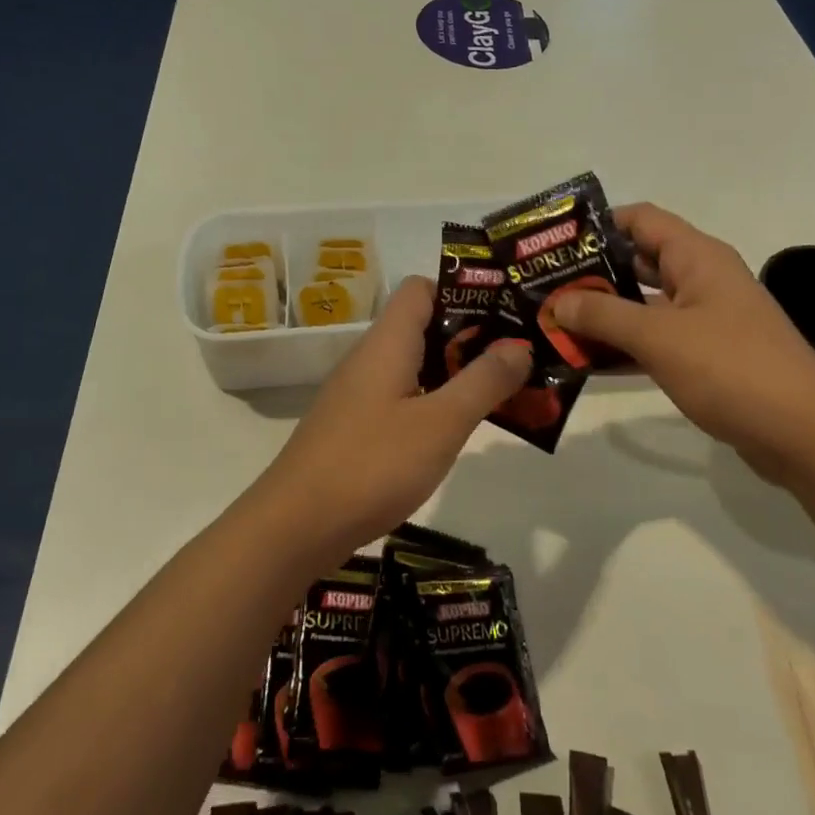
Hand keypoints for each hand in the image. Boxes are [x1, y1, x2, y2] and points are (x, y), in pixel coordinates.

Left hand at [255, 277, 531, 558]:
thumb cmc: (373, 465)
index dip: (462, 292)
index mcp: (388, 342)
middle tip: (515, 358)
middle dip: (469, 337)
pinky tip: (454, 430)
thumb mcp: (441, 423)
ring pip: (413, 364)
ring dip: (453, 373)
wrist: (295, 526)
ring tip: (499, 392)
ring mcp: (358, 393)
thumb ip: (484, 382)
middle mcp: (369, 358)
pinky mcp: (354, 425)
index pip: (421, 288)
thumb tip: (519, 346)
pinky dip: (432, 401)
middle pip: (421, 325)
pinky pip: (400, 396)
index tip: (503, 315)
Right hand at [547, 203, 814, 485]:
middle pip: (637, 262)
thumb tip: (557, 301)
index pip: (640, 220)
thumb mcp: (659, 337)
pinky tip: (585, 362)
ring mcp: (705, 320)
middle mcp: (701, 280)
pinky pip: (655, 341)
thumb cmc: (732, 369)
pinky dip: (624, 347)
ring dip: (603, 314)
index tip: (554, 243)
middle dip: (591, 274)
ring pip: (643, 305)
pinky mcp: (706, 357)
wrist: (806, 435)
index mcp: (697, 258)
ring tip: (552, 323)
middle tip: (542, 286)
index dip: (597, 224)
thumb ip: (604, 315)